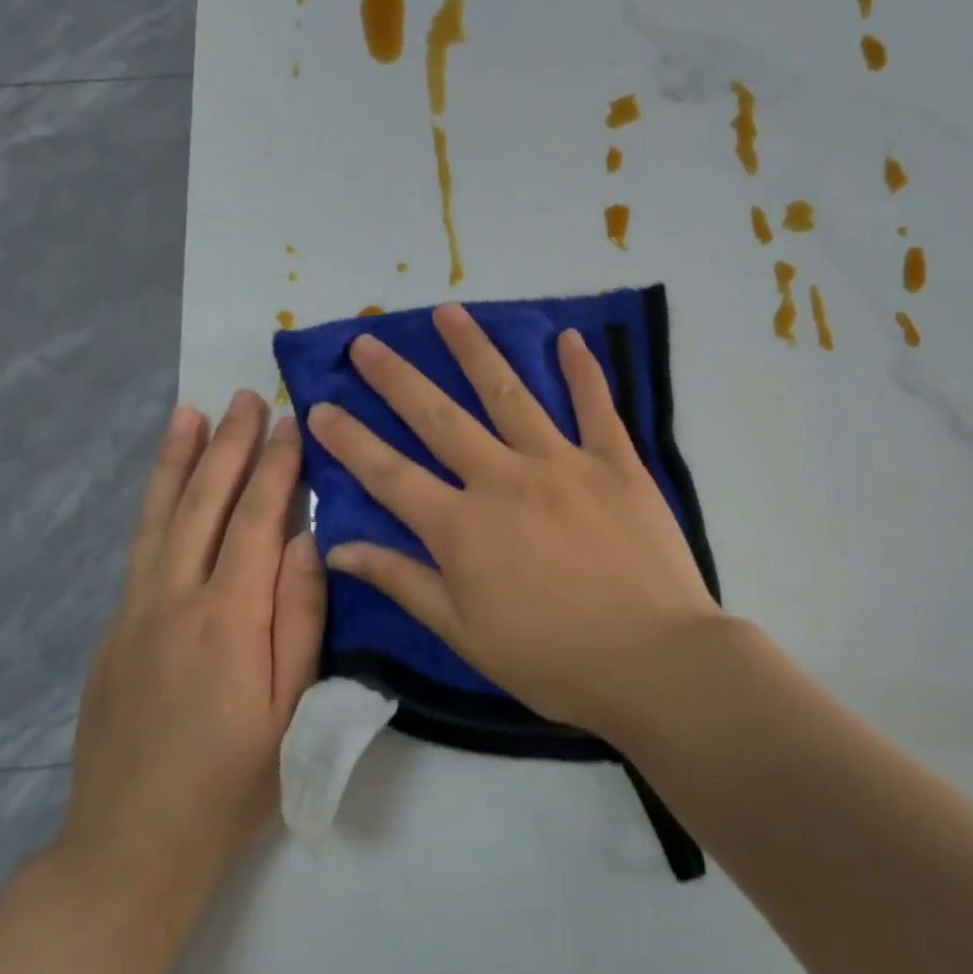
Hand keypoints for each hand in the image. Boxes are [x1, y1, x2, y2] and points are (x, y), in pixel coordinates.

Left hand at [55, 392, 325, 922]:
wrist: (133, 845)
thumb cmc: (234, 781)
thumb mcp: (292, 708)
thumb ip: (301, 618)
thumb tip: (306, 540)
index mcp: (227, 619)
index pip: (255, 521)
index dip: (274, 468)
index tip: (289, 422)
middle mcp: (173, 601)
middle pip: (203, 505)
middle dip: (227, 447)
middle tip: (245, 398)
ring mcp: (134, 614)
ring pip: (158, 519)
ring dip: (176, 461)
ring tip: (187, 413)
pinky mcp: (113, 633)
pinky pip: (140, 551)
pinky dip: (154, 507)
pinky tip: (164, 491)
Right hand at [306, 304, 720, 740]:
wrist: (653, 660)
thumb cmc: (552, 660)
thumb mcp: (464, 634)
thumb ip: (404, 582)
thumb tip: (339, 548)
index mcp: (462, 527)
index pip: (389, 474)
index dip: (350, 441)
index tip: (319, 406)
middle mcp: (504, 479)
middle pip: (440, 418)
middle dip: (397, 379)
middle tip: (366, 341)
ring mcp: (564, 463)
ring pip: (510, 395)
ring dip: (475, 351)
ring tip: (448, 312)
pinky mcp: (617, 463)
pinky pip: (596, 406)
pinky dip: (582, 370)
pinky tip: (568, 336)